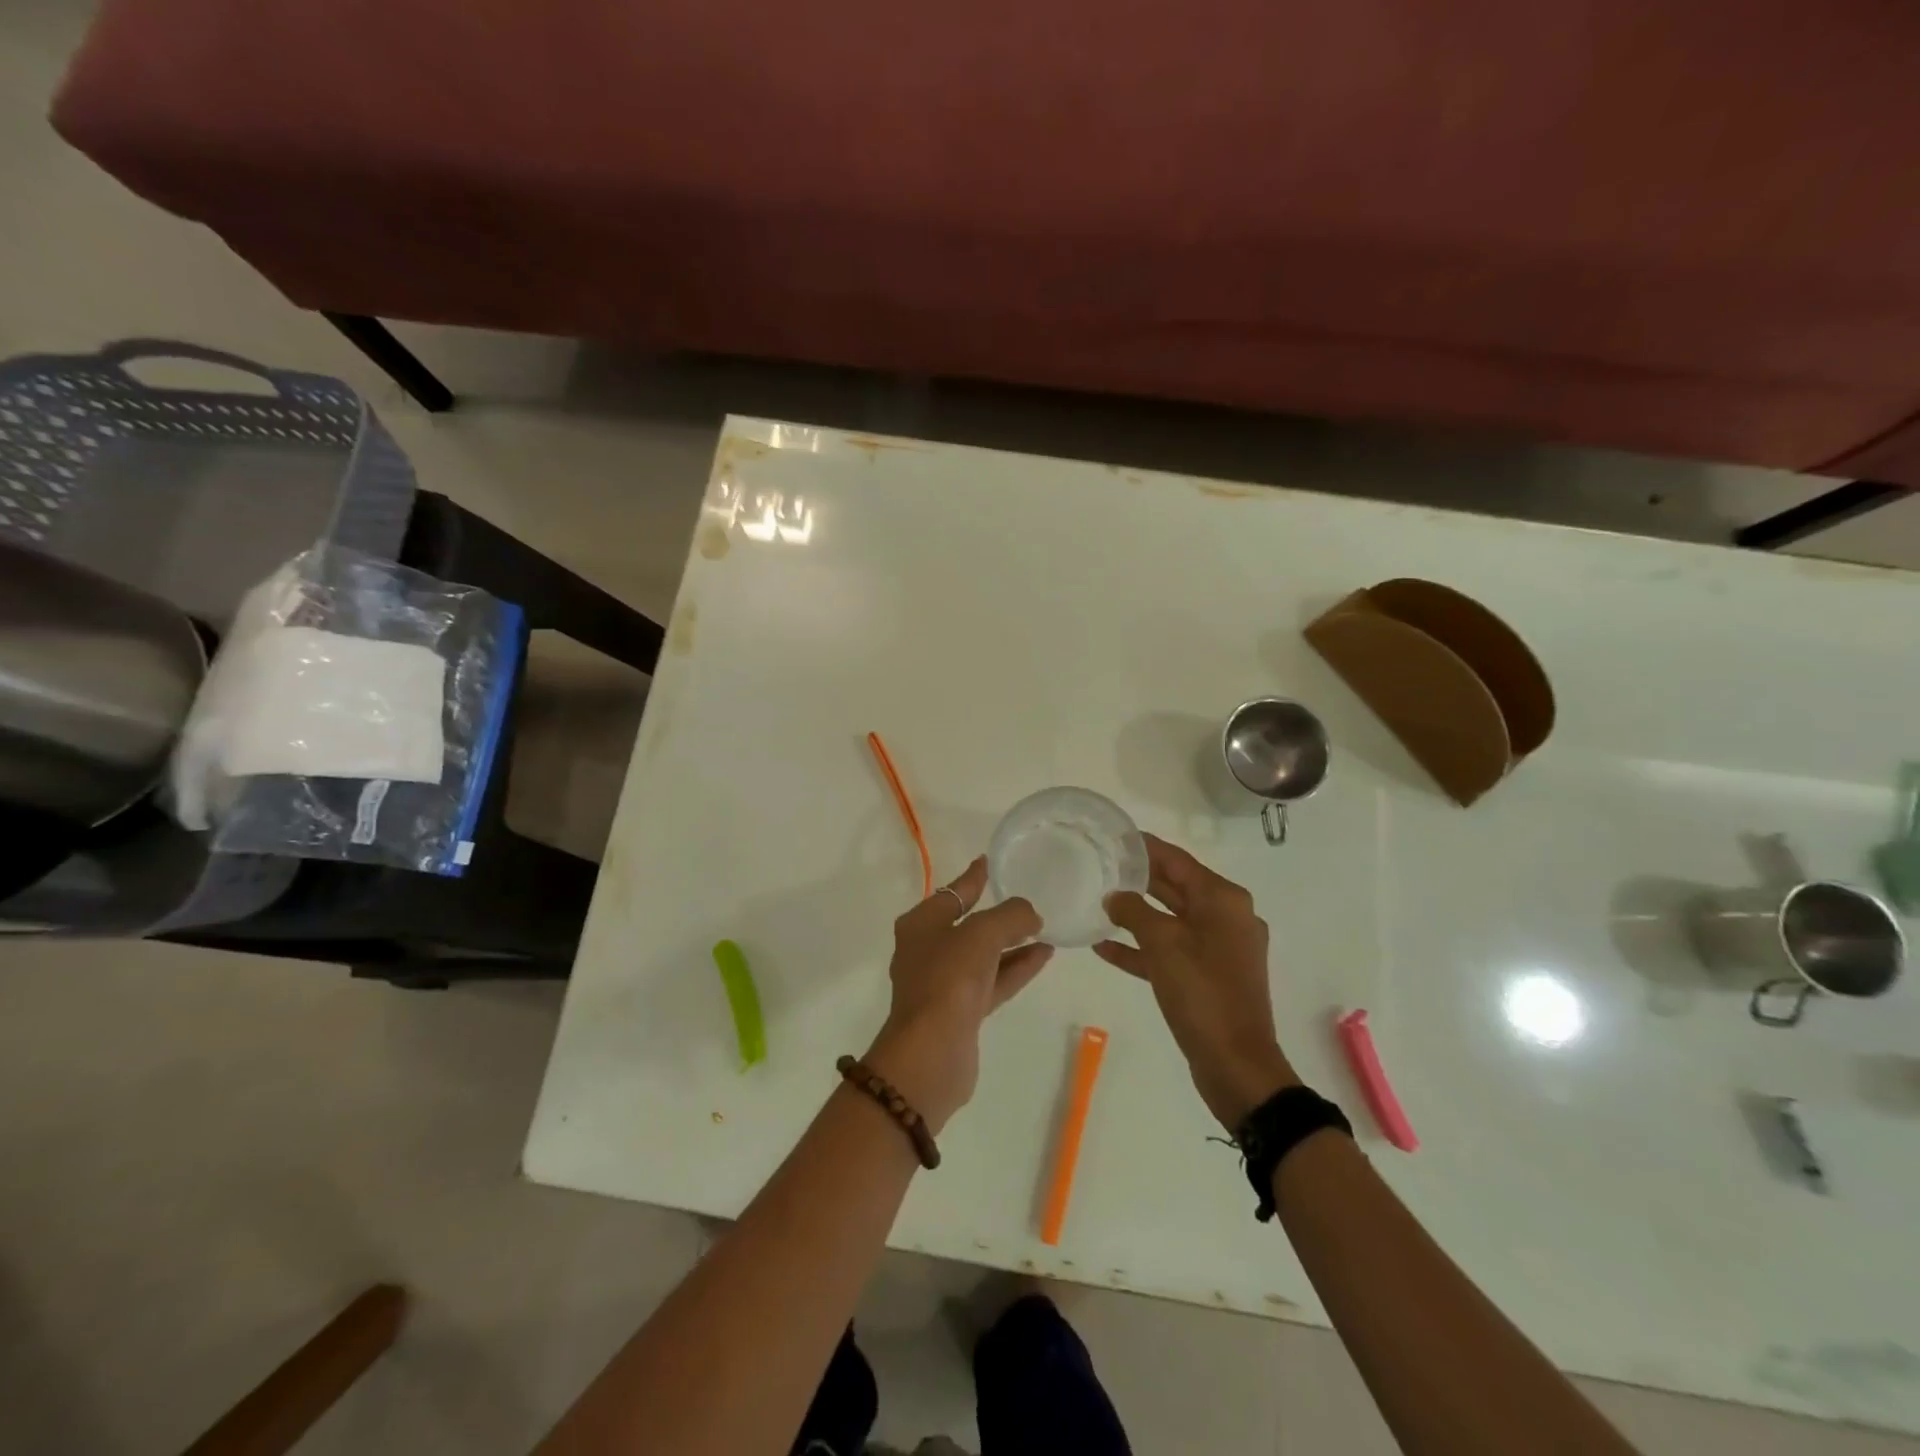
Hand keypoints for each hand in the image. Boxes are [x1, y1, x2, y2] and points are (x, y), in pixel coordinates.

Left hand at [865, 857, 1051, 1133]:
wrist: (931, 1053)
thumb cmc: (948, 980)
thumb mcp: (981, 934)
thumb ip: (1010, 916)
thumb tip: (1031, 914)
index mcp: (921, 924)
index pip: (953, 892)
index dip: (973, 877)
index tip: (990, 861)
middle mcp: (928, 950)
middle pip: (968, 923)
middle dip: (997, 913)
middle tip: (1027, 898)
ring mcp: (944, 983)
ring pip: (984, 954)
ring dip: (1013, 941)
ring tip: (1045, 926)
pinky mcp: (962, 1011)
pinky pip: (994, 980)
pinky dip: (1016, 967)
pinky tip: (1043, 955)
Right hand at [1095, 833, 1297, 1130]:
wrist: (1237, 1064)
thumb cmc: (1202, 992)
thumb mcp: (1162, 944)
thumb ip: (1134, 912)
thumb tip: (1115, 896)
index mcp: (1223, 900)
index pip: (1178, 860)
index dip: (1146, 847)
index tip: (1114, 836)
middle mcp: (1225, 917)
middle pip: (1175, 887)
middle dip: (1138, 878)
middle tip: (1099, 865)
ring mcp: (1218, 949)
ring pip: (1170, 920)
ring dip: (1136, 914)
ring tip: (1097, 903)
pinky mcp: (1207, 976)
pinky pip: (1170, 951)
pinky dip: (1141, 949)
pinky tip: (1104, 948)